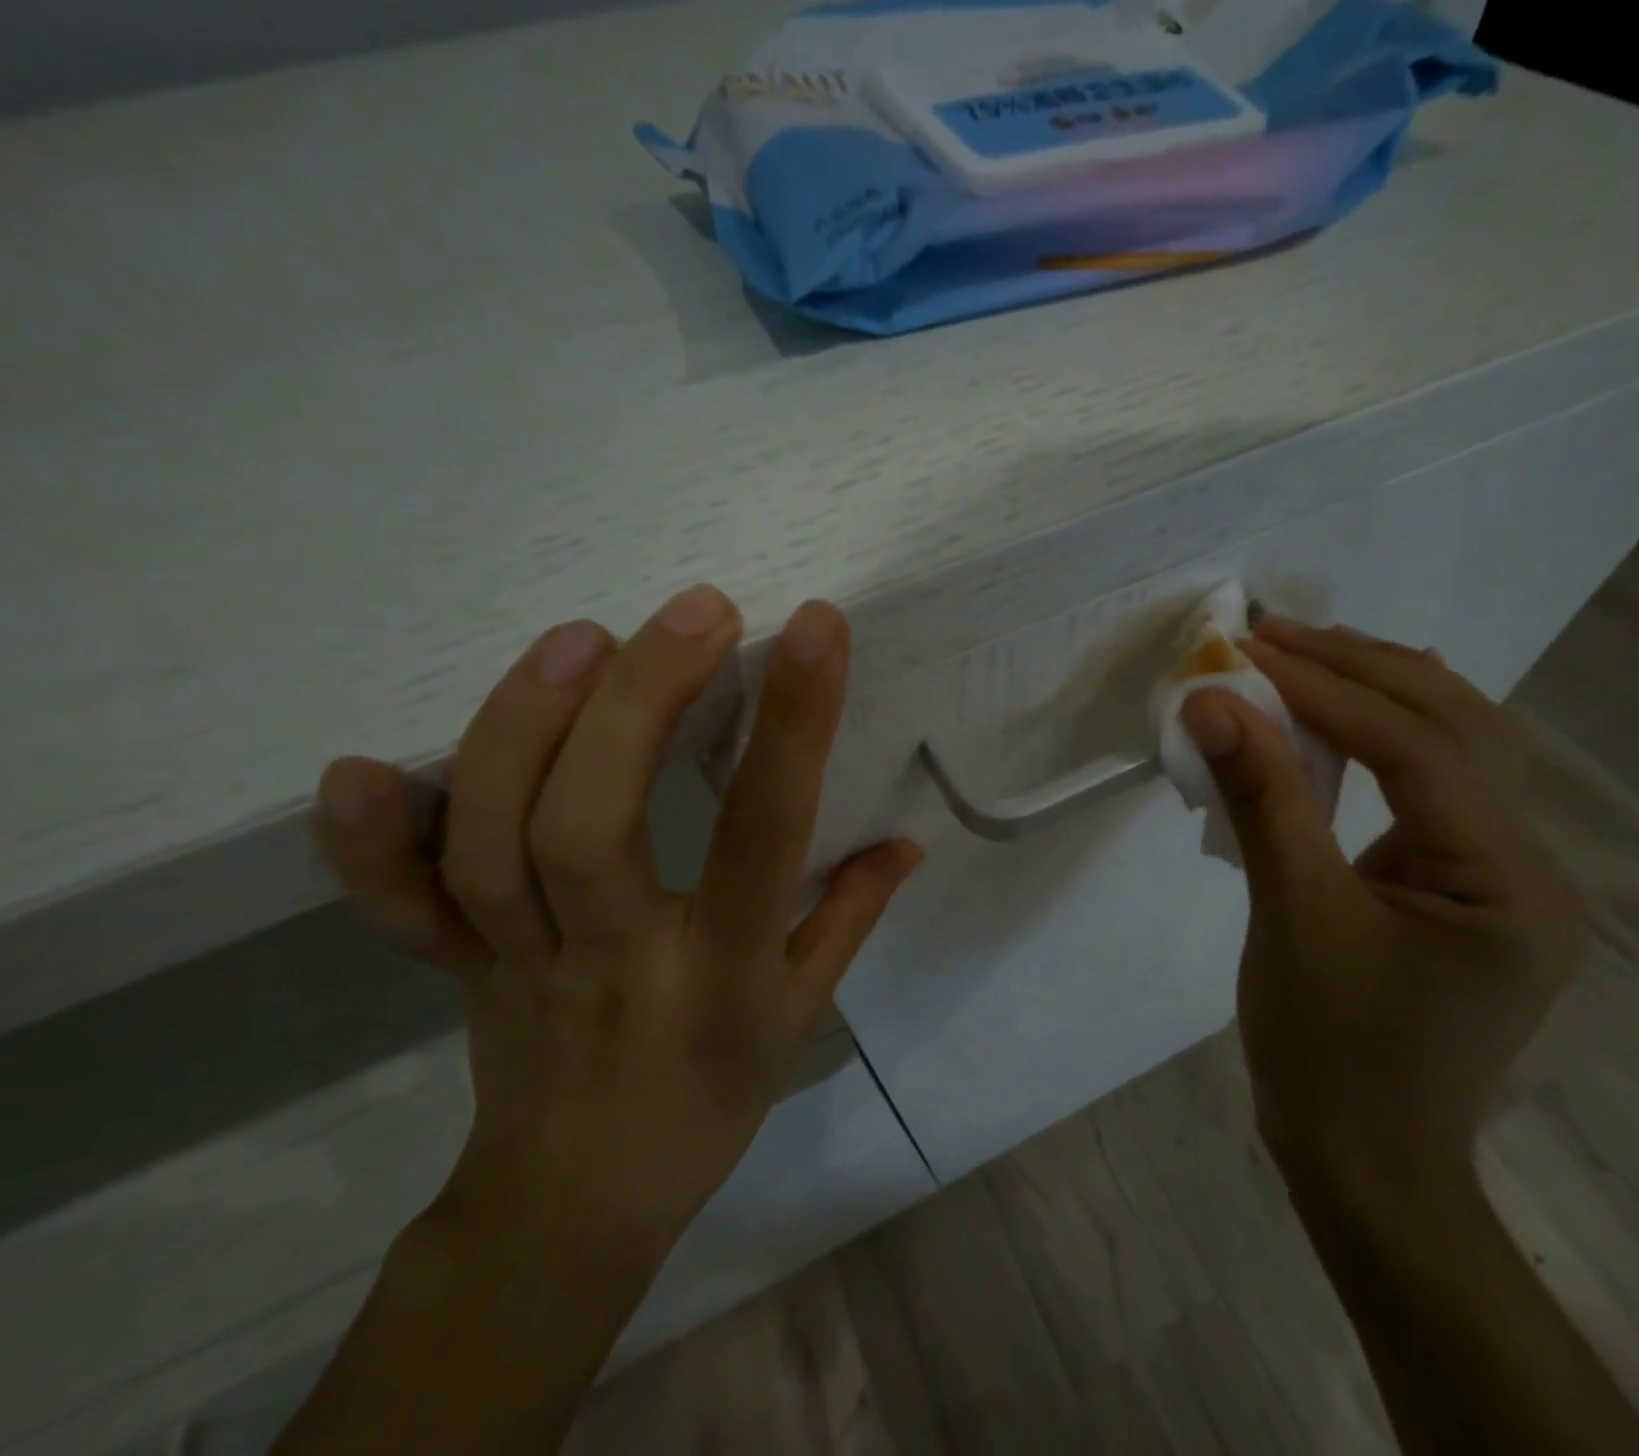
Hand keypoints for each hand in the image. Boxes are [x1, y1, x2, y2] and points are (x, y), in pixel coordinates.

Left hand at [313, 586, 919, 1278]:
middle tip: (695, 610)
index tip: (816, 631)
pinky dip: (366, 840)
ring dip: (523, 727)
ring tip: (582, 638)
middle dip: (640, 702)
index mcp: (720, 977)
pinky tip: (359, 765)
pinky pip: (395, 906)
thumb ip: (848, 915)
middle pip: (592, 826)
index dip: (793, 730)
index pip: (761, 838)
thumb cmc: (711, 1098)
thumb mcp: (800, 1015)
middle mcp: (614, 961)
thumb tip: (908, 839)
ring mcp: (517, 963)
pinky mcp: (455, 966)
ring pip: (490, 844)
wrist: (577, 1203)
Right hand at [1179, 620, 1584, 1208]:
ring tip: (1305, 654)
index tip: (1251, 649)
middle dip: (1362, 668)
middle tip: (1275, 632)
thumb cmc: (1327, 1053)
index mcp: (1504, 883)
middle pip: (1461, 726)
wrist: (1364, 1160)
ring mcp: (1503, 875)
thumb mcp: (1290, 919)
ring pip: (1461, 746)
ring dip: (1382, 689)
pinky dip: (1385, 734)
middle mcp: (1529, 866)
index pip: (1421, 748)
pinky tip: (1341, 716)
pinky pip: (1435, 784)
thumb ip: (1262, 801)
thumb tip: (1213, 704)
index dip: (1331, 689)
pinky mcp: (1466, 885)